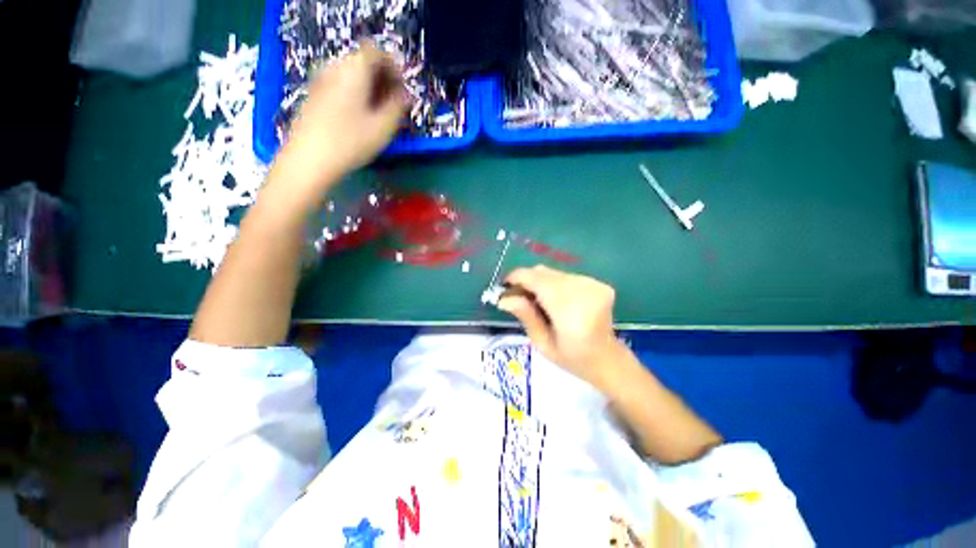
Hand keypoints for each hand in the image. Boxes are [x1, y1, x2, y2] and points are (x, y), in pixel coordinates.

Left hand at [273, 42, 406, 202]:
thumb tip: (404, 95)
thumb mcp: (384, 127)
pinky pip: (339, 84)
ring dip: (368, 87)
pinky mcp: (313, 95)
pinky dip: (354, 93)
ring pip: (350, 74)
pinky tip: (359, 116)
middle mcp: (335, 67)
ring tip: (378, 112)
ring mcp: (321, 80)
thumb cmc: (351, 142)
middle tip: (393, 103)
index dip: (394, 68)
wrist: (309, 159)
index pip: (377, 52)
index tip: (402, 90)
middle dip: (382, 78)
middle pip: (363, 61)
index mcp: (354, 69)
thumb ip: (398, 106)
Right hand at [498, 265, 630, 390]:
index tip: (504, 287)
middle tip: (518, 298)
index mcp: (569, 309)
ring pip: (554, 273)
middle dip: (526, 281)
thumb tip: (504, 298)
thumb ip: (525, 316)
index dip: (516, 278)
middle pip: (544, 273)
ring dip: (540, 283)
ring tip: (538, 302)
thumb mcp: (542, 343)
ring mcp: (593, 284)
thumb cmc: (572, 358)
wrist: (608, 360)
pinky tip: (556, 301)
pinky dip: (555, 284)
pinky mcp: (598, 283)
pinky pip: (566, 276)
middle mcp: (583, 290)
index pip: (536, 279)